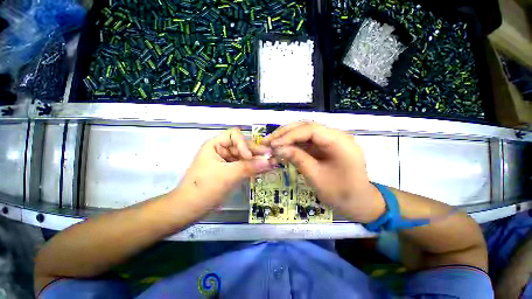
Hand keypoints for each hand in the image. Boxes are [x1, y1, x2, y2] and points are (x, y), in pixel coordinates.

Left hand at [176, 128, 272, 209]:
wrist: (190, 209)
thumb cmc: (205, 187)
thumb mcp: (228, 175)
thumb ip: (249, 167)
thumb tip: (269, 161)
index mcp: (215, 145)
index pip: (234, 135)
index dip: (243, 143)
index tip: (249, 157)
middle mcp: (221, 150)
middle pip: (241, 146)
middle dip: (255, 151)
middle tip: (270, 156)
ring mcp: (226, 161)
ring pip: (244, 157)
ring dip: (256, 160)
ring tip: (270, 163)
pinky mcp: (229, 171)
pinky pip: (243, 166)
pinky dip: (252, 168)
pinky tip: (262, 169)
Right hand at [263, 122, 384, 222]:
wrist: (360, 203)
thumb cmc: (341, 194)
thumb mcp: (316, 177)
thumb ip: (297, 159)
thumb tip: (277, 148)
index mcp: (339, 142)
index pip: (310, 130)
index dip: (289, 135)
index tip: (273, 145)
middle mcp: (336, 135)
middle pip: (307, 127)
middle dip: (286, 133)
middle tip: (268, 141)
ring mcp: (331, 140)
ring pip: (305, 132)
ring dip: (288, 138)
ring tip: (272, 144)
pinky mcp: (326, 146)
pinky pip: (308, 141)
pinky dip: (294, 144)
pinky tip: (283, 148)